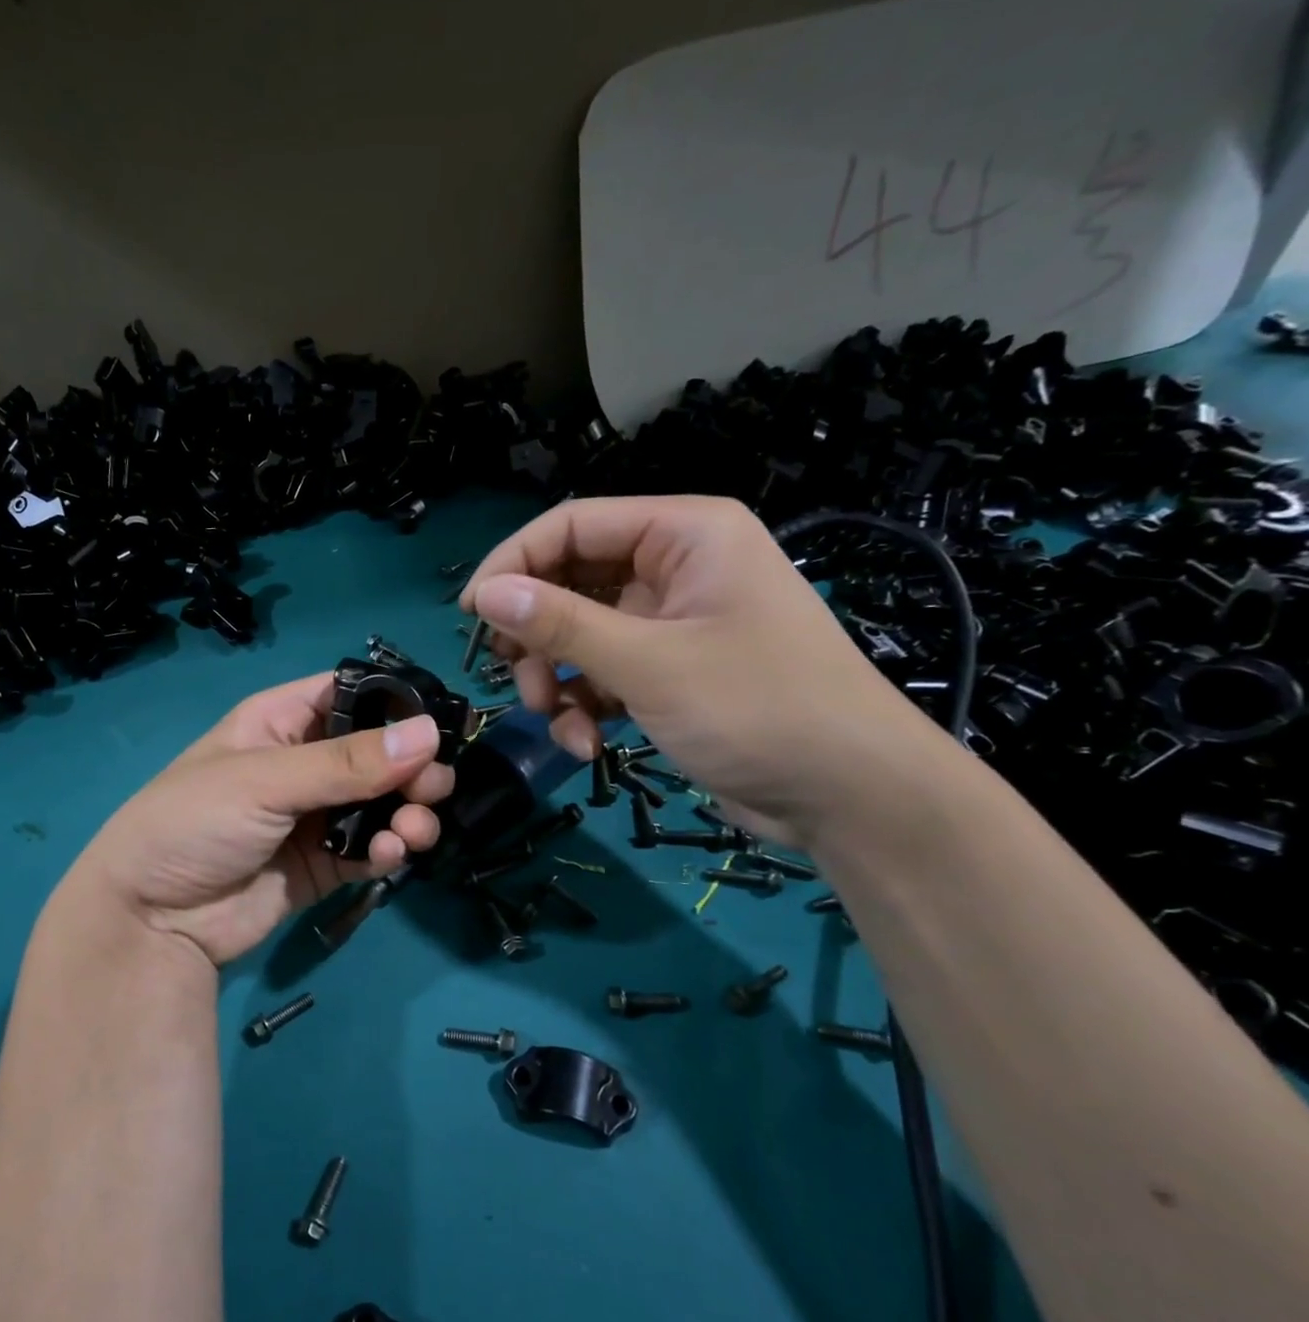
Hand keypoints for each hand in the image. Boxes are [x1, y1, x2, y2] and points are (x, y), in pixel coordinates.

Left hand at [40, 672, 455, 966]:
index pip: (351, 694)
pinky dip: (388, 851)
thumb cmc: (194, 823)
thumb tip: (428, 733)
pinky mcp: (324, 864)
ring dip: (408, 813)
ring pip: (382, 803)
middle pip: (378, 752)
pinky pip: (370, 848)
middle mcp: (304, 763)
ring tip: (414, 831)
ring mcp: (316, 816)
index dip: (395, 704)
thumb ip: (347, 762)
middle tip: (433, 789)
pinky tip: (388, 857)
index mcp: (281, 722)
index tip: (438, 726)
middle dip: (412, 768)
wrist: (151, 920)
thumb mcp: (266, 780)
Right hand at [461, 495, 947, 848]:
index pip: (571, 525)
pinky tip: (587, 745)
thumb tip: (484, 593)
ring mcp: (673, 623)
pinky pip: (603, 673)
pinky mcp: (670, 671)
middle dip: (536, 635)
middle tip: (518, 681)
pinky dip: (585, 706)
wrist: (851, 797)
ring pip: (580, 634)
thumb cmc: (758, 708)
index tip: (471, 615)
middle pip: (570, 581)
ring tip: (555, 721)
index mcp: (684, 534)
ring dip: (556, 678)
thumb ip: (561, 623)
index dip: (513, 564)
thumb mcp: (649, 663)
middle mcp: (676, 567)